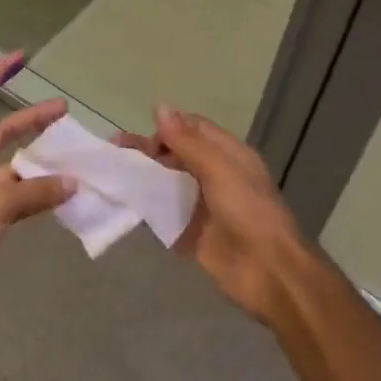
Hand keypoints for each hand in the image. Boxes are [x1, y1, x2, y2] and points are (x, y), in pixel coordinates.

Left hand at [0, 53, 74, 309]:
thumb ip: (36, 190)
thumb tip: (73, 182)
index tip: (21, 58)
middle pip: (1, 128)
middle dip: (31, 119)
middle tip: (63, 110)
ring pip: (11, 161)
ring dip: (37, 156)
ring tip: (70, 151)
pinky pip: (15, 190)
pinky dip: (35, 187)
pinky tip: (61, 188)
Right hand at [117, 105, 314, 325]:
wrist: (269, 272)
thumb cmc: (248, 211)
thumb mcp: (218, 169)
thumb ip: (187, 142)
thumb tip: (159, 107)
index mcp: (227, 154)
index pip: (192, 129)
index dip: (168, 128)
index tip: (143, 136)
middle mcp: (213, 175)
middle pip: (175, 154)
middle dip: (147, 150)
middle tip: (116, 152)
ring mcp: (200, 206)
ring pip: (166, 183)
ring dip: (142, 177)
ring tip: (112, 175)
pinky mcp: (190, 234)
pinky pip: (163, 215)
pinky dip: (144, 207)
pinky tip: (121, 204)